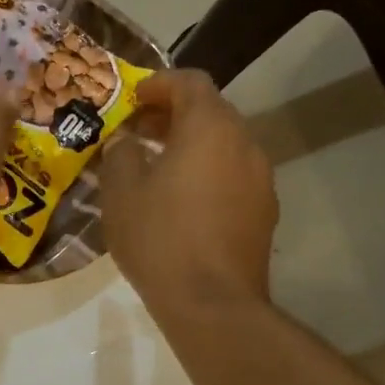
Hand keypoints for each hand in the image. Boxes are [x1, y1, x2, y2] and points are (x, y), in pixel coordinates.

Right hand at [100, 69, 276, 310]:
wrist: (212, 303)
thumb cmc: (160, 238)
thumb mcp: (121, 192)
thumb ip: (121, 153)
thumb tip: (127, 142)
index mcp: (210, 128)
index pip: (190, 82)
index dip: (158, 84)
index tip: (132, 99)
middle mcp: (244, 143)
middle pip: (211, 111)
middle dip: (173, 115)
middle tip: (138, 131)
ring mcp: (260, 179)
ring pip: (224, 145)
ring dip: (191, 145)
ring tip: (156, 167)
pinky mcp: (264, 211)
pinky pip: (232, 175)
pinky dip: (207, 172)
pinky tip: (181, 201)